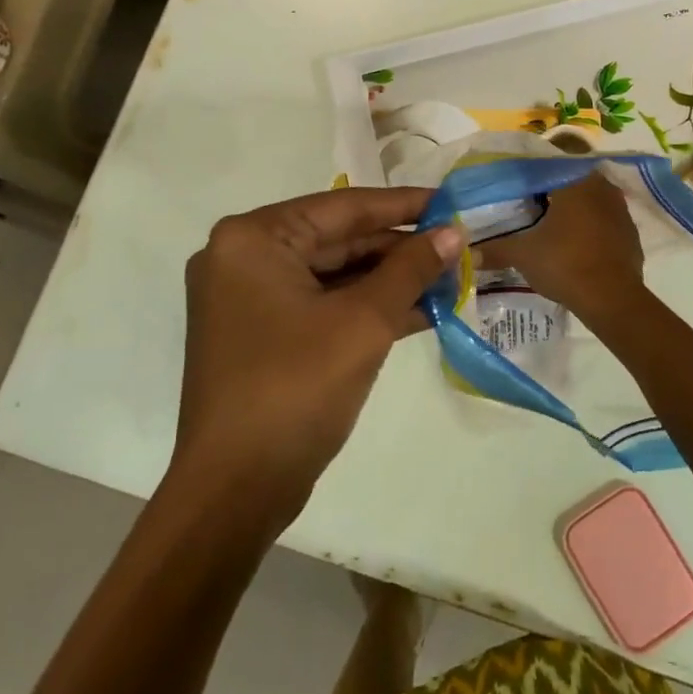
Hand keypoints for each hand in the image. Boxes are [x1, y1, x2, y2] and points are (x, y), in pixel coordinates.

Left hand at [171, 187, 464, 526]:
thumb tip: (453, 233)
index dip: (403, 205)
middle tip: (457, 246)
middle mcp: (245, 258)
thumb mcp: (364, 321)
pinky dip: (368, 307)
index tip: (451, 202)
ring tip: (450, 277)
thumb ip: (411, 269)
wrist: (235, 490)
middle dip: (400, 248)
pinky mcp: (264, 334)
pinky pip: (324, 305)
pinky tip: (422, 310)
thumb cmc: (296, 388)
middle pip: (339, 239)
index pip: (344, 207)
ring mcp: (251, 299)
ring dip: (390, 280)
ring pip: (335, 274)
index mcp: (254, 239)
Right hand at [476, 171, 645, 322]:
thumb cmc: (565, 265)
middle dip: (551, 192)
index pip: (547, 166)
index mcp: (575, 182)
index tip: (514, 189)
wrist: (612, 299)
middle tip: (529, 206)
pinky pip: (605, 220)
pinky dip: (590, 226)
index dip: (529, 177)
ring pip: (590, 200)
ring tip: (550, 225)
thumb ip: (495, 249)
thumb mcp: (523, 255)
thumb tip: (467, 251)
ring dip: (573, 208)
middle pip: (570, 181)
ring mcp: (620, 209)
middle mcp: (601, 187)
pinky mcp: (630, 232)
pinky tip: (576, 243)